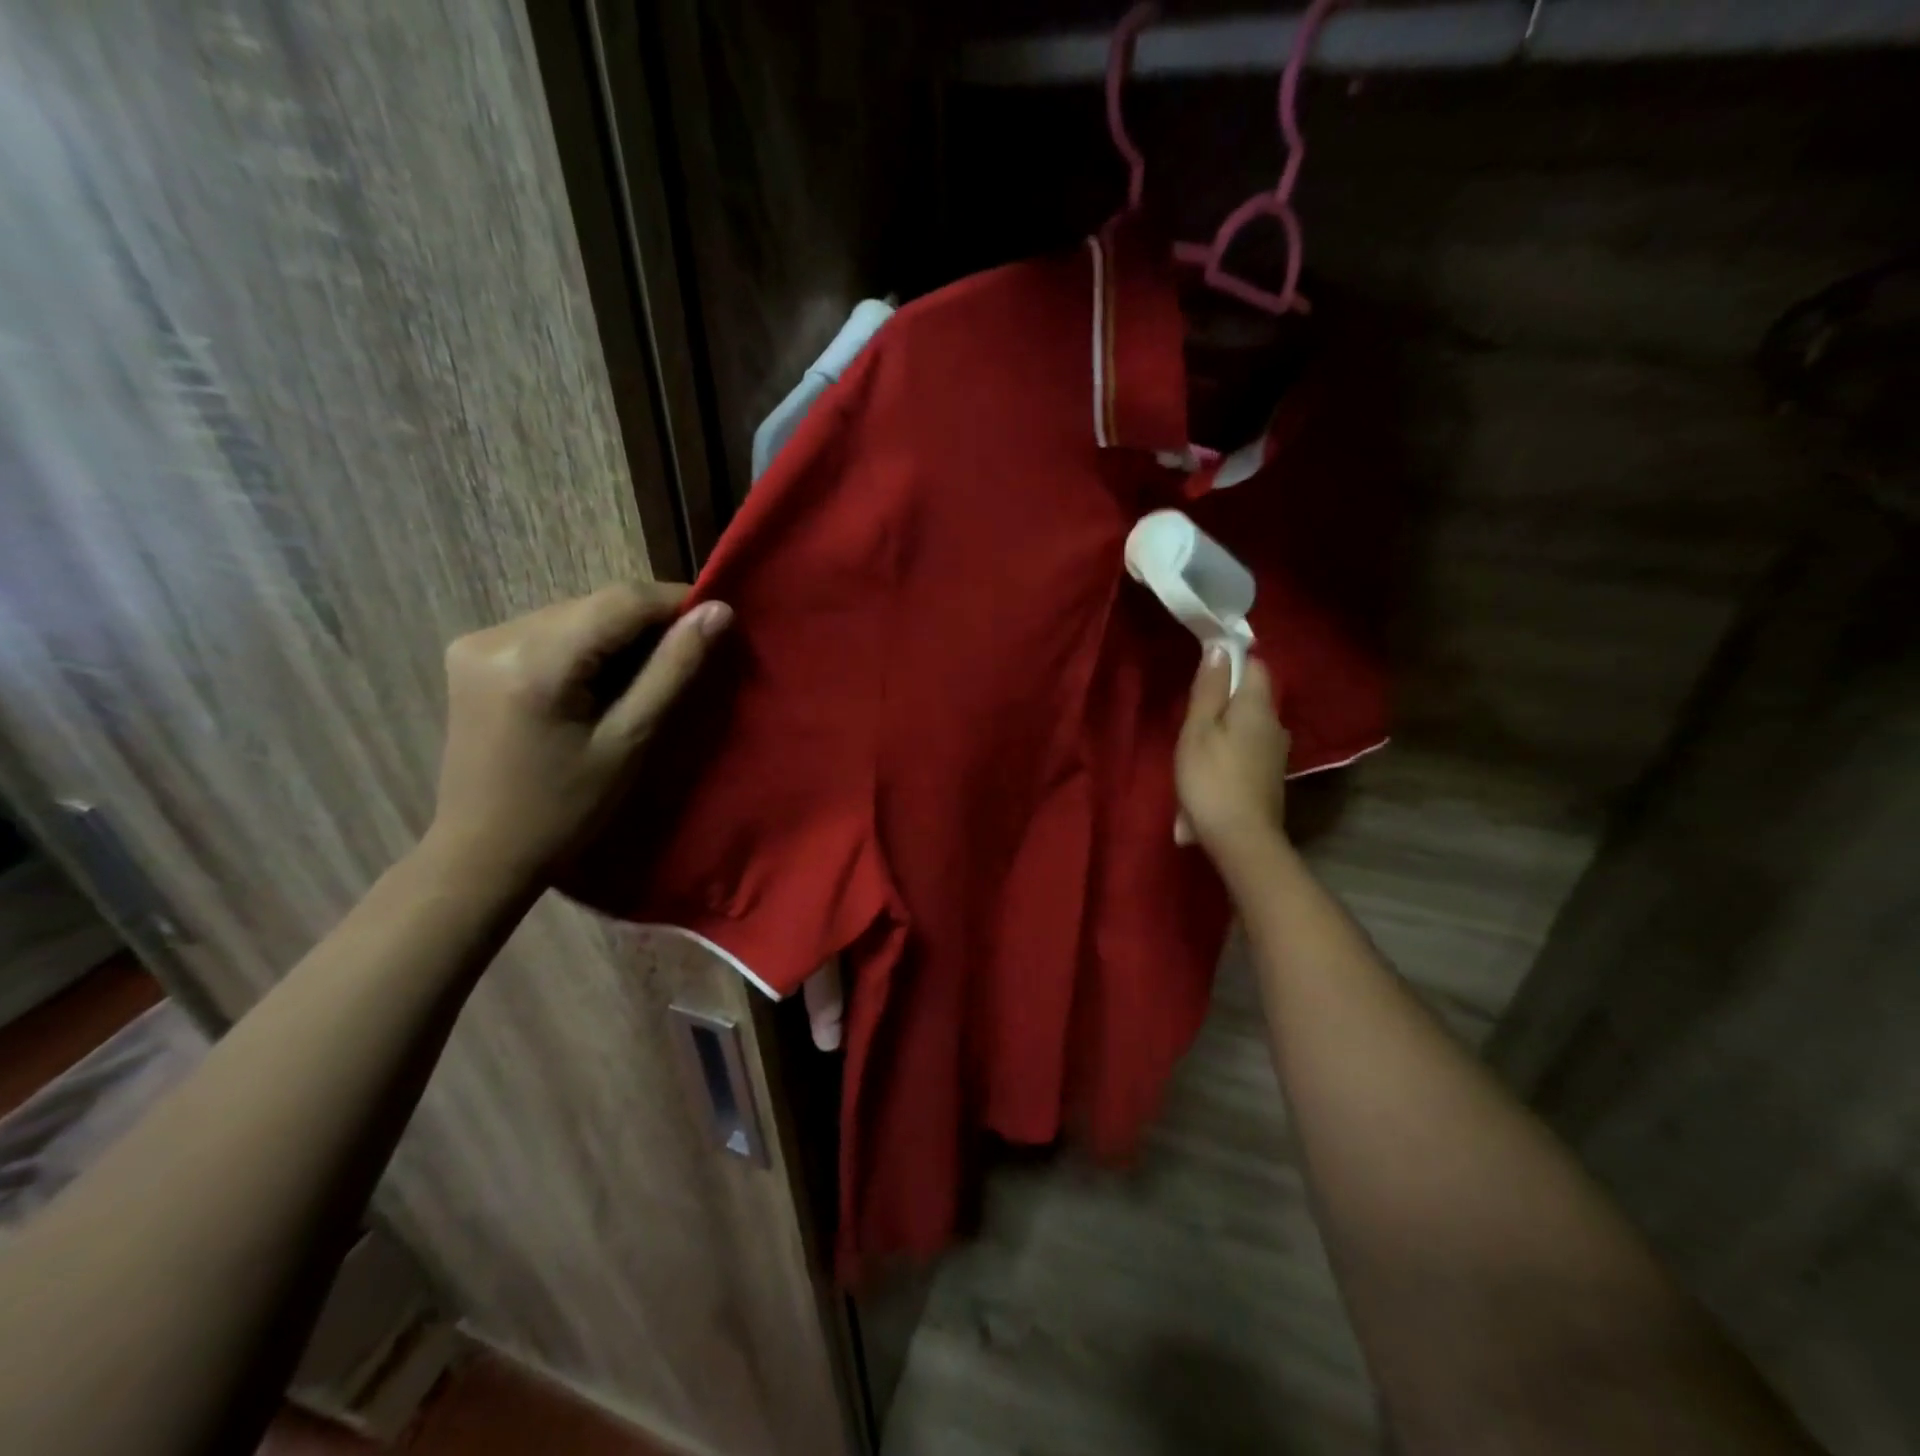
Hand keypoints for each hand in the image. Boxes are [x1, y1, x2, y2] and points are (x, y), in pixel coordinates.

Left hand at [427, 584, 731, 883]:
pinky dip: (586, 645)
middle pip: (596, 604)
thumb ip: (673, 670)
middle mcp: (498, 635)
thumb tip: (719, 611)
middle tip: (687, 658)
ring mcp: (478, 641)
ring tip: (646, 676)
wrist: (482, 851)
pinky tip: (600, 682)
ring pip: (575, 613)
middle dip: (648, 623)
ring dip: (618, 634)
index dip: (675, 602)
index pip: (621, 601)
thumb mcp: (629, 741)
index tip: (716, 622)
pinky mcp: (473, 653)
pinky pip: (550, 630)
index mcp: (535, 661)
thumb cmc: (565, 810)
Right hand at [1175, 646, 1290, 864]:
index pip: (1255, 664)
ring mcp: (1276, 755)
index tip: (1203, 675)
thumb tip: (1220, 647)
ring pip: (1246, 729)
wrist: (1242, 841)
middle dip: (1222, 703)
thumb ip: (1209, 688)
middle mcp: (1275, 726)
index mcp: (1258, 707)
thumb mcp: (1198, 730)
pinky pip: (1246, 755)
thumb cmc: (1212, 780)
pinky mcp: (1270, 779)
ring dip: (1222, 734)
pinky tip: (1207, 782)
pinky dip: (1227, 760)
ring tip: (1193, 754)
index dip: (1231, 661)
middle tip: (1190, 720)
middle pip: (1249, 699)